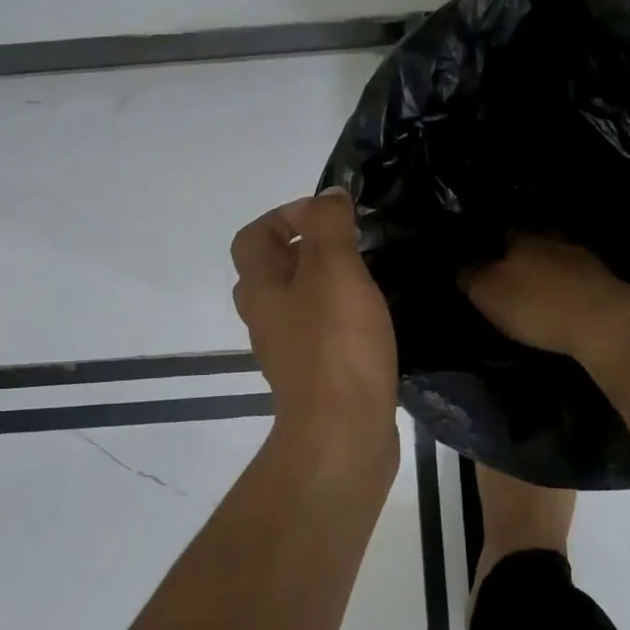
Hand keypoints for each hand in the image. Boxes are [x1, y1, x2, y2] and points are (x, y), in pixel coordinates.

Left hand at [231, 190, 398, 450]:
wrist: (343, 434)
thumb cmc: (335, 346)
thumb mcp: (334, 270)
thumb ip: (329, 226)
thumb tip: (328, 195)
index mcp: (262, 289)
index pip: (254, 236)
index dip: (285, 215)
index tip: (331, 214)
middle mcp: (267, 318)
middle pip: (274, 270)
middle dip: (309, 248)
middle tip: (351, 244)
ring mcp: (290, 351)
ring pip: (300, 302)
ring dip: (328, 283)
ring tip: (370, 275)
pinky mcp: (317, 377)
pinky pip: (323, 333)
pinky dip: (343, 317)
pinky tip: (375, 318)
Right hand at [460, 234, 629, 364]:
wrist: (606, 323)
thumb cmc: (538, 305)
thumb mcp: (489, 295)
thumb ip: (470, 277)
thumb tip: (460, 265)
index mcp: (520, 235)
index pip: (495, 227)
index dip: (482, 239)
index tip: (472, 250)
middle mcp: (551, 237)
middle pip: (527, 238)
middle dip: (513, 251)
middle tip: (499, 266)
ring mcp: (580, 256)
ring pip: (552, 254)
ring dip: (541, 266)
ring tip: (528, 281)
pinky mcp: (602, 279)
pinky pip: (572, 274)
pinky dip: (562, 282)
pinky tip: (557, 294)